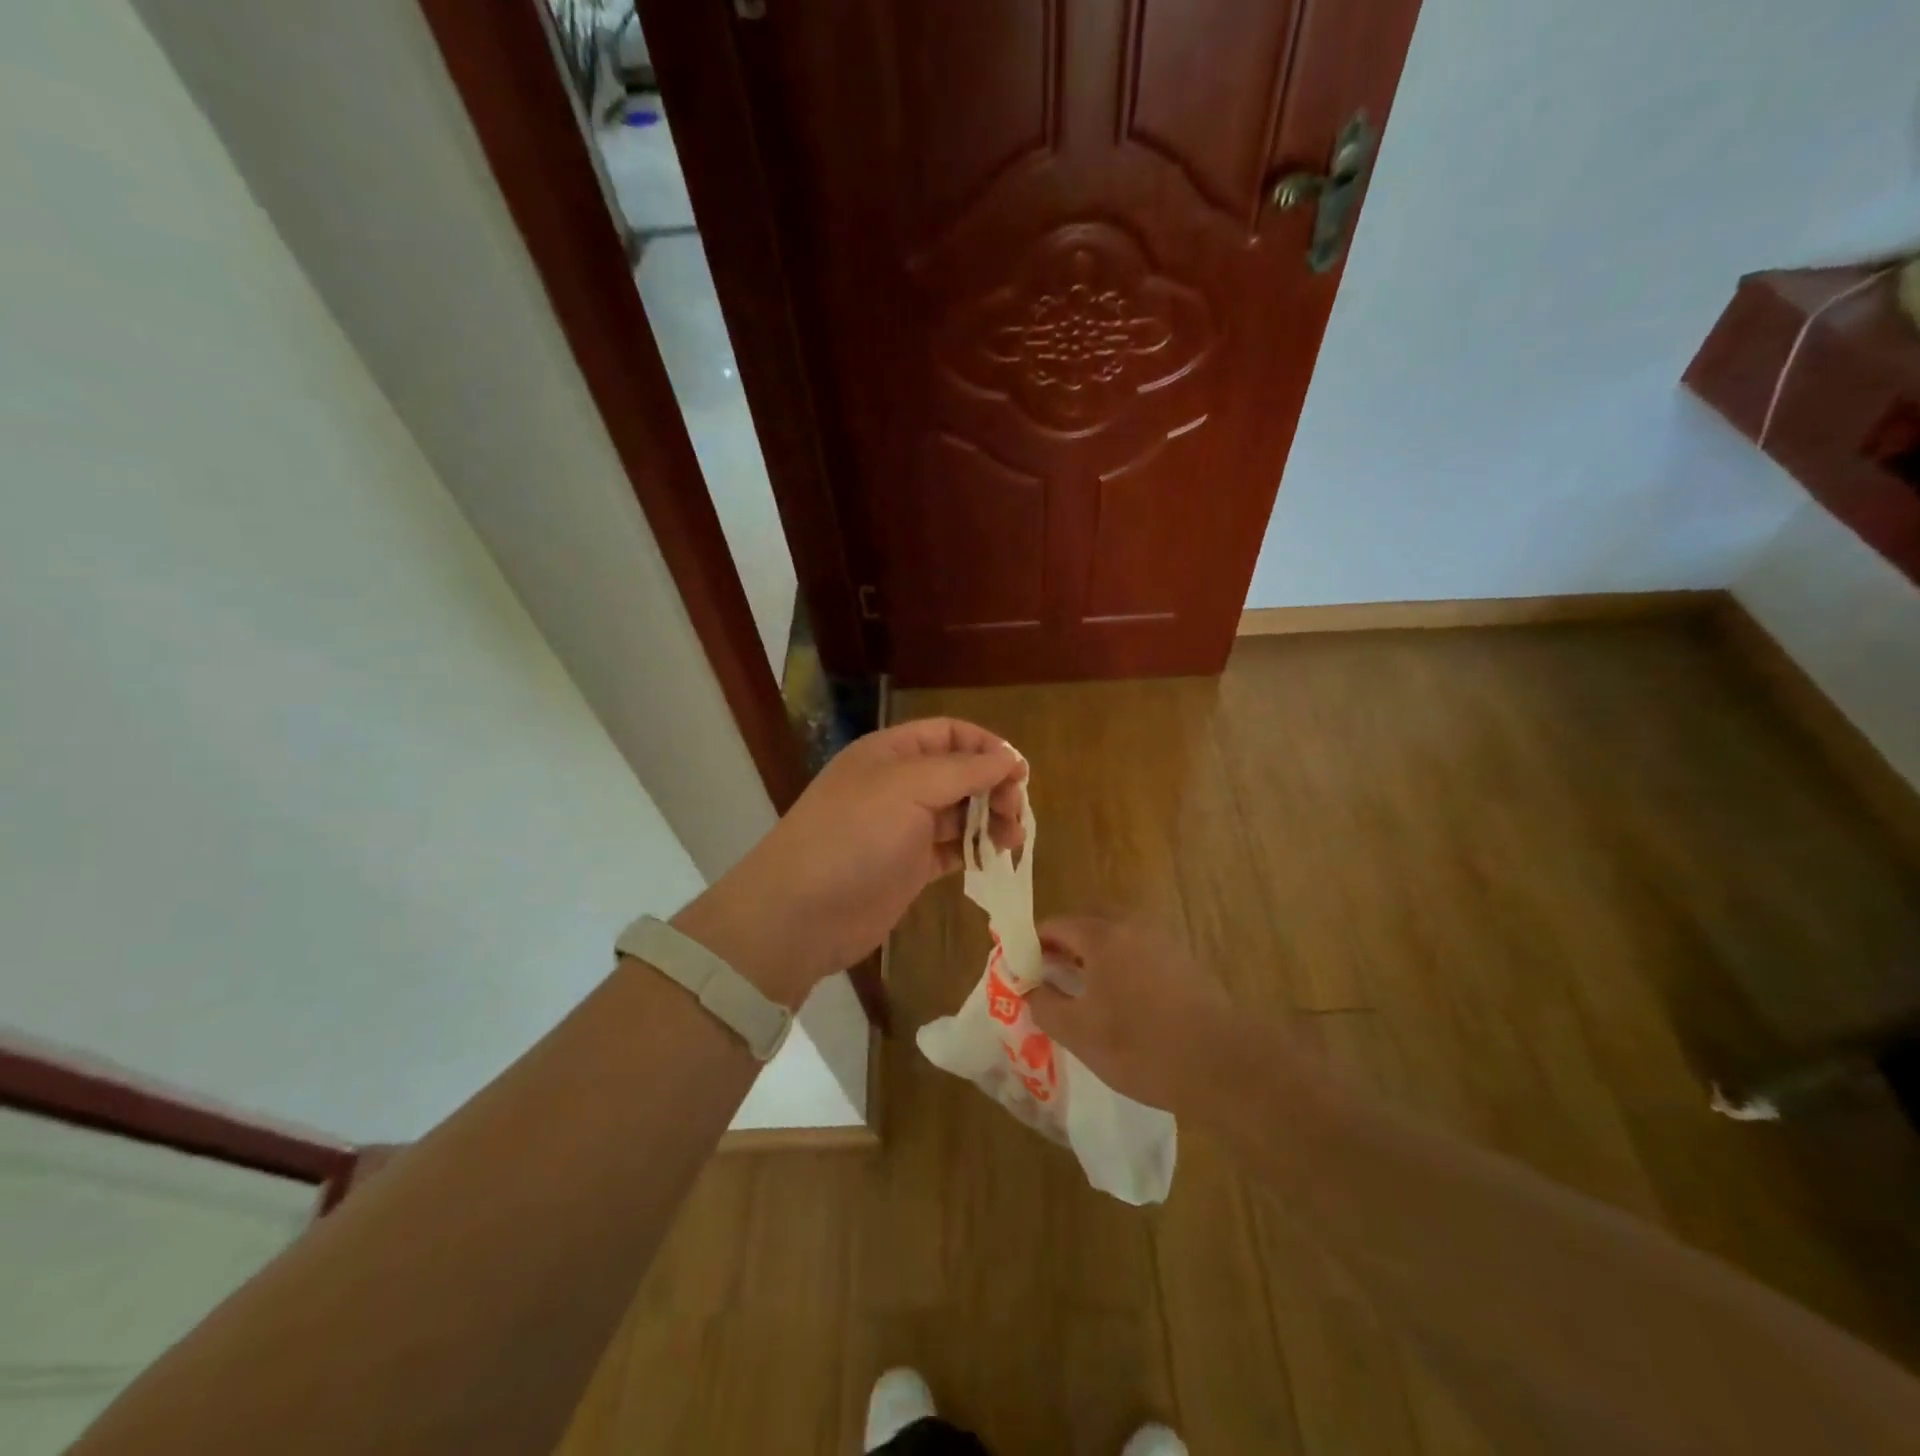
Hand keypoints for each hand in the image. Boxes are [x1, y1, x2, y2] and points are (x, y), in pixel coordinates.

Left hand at [673, 719, 1025, 1005]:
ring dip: (990, 819)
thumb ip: (963, 769)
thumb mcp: (908, 787)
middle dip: (993, 785)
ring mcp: (904, 827)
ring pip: (960, 812)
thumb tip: (1009, 759)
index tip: (1019, 771)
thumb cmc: (854, 835)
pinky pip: (952, 849)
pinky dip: (976, 849)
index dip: (985, 746)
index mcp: (891, 753)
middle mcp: (898, 784)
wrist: (803, 912)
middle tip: (1015, 812)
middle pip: (959, 772)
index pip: (948, 733)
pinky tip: (994, 857)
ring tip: (1012, 839)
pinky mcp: (910, 866)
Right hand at [1025, 917, 1239, 1116]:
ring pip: (1115, 937)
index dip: (1030, 944)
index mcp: (1102, 935)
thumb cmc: (1142, 1046)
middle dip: (1062, 946)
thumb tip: (1030, 988)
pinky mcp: (1184, 962)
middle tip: (1047, 977)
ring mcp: (1162, 941)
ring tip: (1080, 991)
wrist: (1224, 1064)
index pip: (1055, 925)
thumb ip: (1045, 1005)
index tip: (1018, 968)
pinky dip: (1119, 966)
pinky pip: (1138, 952)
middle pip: (1086, 924)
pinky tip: (1119, 1001)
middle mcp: (1132, 926)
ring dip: (1092, 955)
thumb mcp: (1080, 1033)